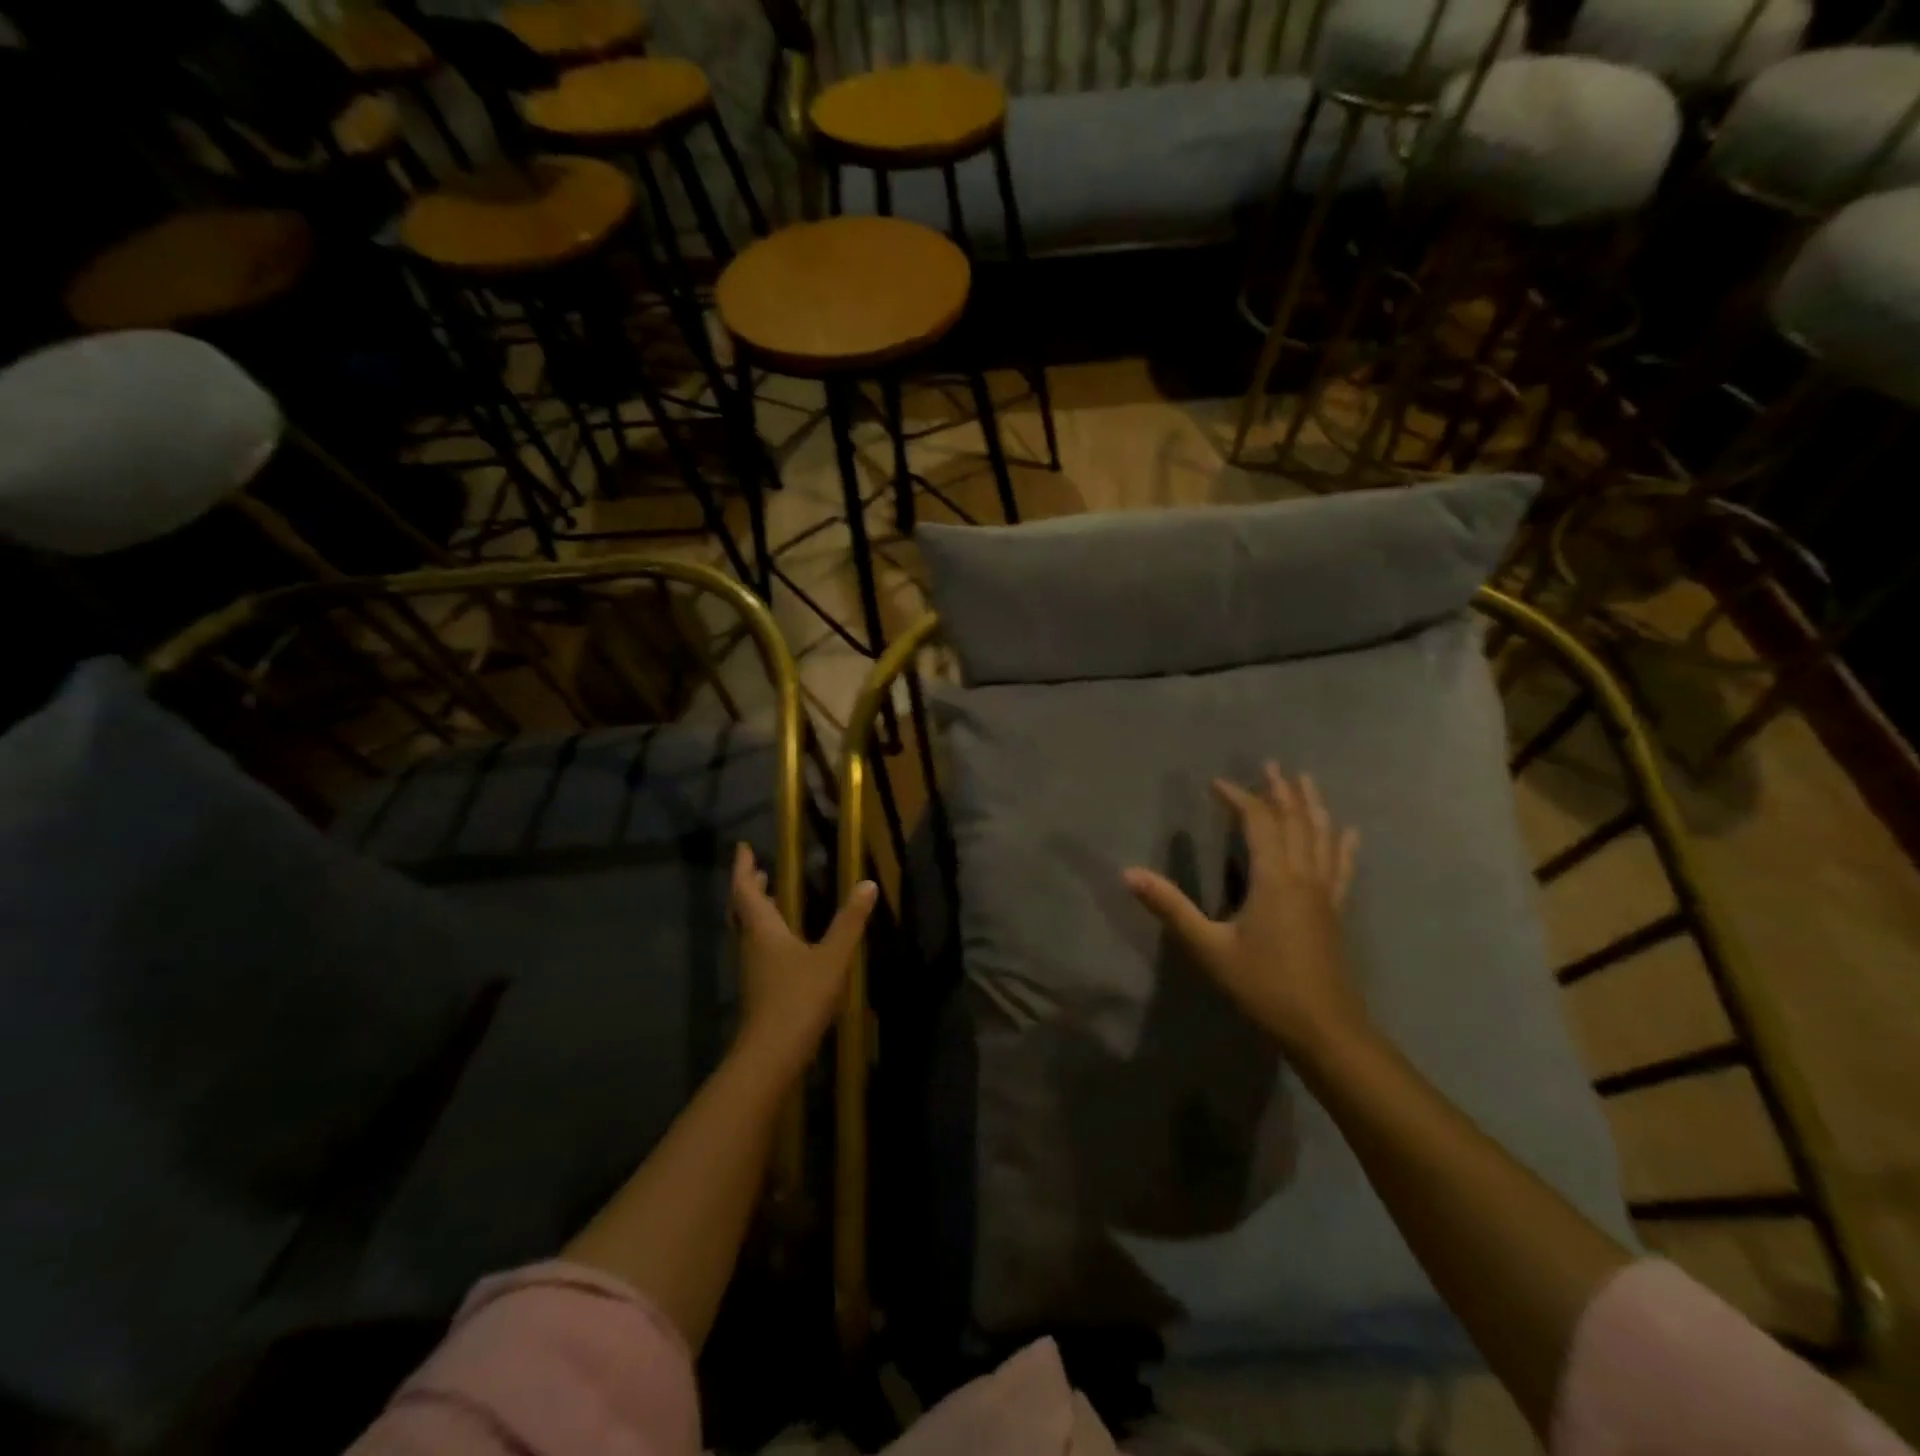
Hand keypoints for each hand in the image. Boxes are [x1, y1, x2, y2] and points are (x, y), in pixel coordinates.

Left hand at [731, 843, 877, 1079]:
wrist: (771, 1054)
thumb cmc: (798, 998)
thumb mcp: (832, 958)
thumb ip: (850, 922)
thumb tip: (868, 884)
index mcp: (763, 930)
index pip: (745, 890)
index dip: (743, 867)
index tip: (744, 847)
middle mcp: (752, 945)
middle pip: (743, 910)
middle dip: (749, 887)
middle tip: (758, 870)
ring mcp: (754, 969)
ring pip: (749, 930)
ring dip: (758, 910)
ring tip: (773, 897)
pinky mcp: (760, 988)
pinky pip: (759, 948)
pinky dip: (768, 932)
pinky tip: (787, 941)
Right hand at [1123, 763, 1365, 1057]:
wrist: (1325, 1029)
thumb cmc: (1263, 986)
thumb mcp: (1209, 948)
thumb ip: (1171, 907)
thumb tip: (1129, 873)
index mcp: (1274, 879)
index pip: (1259, 823)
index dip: (1239, 798)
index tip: (1217, 783)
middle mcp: (1303, 877)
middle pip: (1296, 822)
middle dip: (1282, 791)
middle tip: (1273, 764)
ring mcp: (1325, 894)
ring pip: (1322, 837)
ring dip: (1312, 806)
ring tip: (1307, 781)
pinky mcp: (1335, 911)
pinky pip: (1342, 867)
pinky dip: (1343, 844)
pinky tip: (1349, 831)